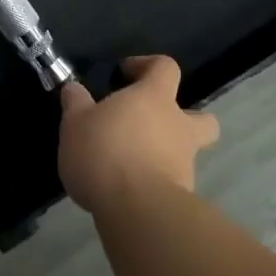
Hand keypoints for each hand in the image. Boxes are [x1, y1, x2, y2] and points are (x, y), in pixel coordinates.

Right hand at [58, 56, 219, 213]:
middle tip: (152, 125)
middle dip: (185, 118)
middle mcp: (178, 126)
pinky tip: (130, 191)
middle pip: (201, 117)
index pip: (166, 67)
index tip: (125, 74)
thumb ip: (76, 102)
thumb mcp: (75, 123)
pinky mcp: (183, 196)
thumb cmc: (105, 151)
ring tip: (132, 164)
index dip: (148, 65)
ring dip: (167, 154)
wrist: (136, 210)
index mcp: (155, 97)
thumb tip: (73, 89)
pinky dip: (158, 182)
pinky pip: (173, 181)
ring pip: (187, 153)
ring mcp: (185, 163)